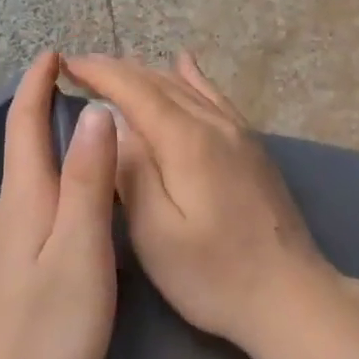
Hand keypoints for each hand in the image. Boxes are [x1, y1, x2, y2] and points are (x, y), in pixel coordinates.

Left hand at [0, 51, 118, 358]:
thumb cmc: (47, 331)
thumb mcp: (81, 251)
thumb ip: (89, 181)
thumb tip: (94, 110)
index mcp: (24, 200)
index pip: (25, 125)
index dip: (36, 85)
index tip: (52, 52)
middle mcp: (5, 214)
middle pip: (23, 149)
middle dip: (44, 111)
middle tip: (81, 89)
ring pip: (27, 182)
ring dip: (48, 149)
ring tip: (83, 138)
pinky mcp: (3, 277)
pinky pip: (29, 210)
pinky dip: (50, 186)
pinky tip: (68, 206)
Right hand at [65, 52, 329, 352]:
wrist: (290, 295)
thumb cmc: (214, 275)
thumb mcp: (156, 234)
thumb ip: (132, 172)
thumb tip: (111, 124)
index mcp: (186, 141)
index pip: (135, 90)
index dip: (99, 73)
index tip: (67, 64)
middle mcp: (214, 124)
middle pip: (159, 83)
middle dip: (117, 70)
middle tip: (80, 67)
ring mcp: (238, 132)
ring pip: (186, 87)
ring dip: (147, 73)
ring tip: (115, 69)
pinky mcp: (251, 146)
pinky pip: (215, 97)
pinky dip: (191, 78)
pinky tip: (184, 63)